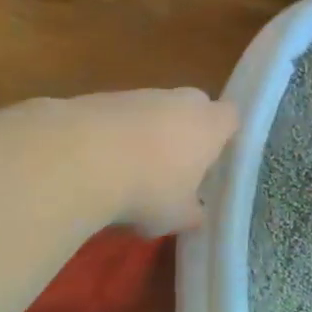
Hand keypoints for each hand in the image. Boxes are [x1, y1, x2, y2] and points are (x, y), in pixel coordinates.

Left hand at [70, 88, 240, 236]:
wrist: (80, 158)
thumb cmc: (148, 189)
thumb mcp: (177, 216)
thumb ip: (192, 213)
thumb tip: (196, 214)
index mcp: (208, 125)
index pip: (230, 117)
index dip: (225, 136)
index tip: (215, 159)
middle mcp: (178, 101)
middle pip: (192, 107)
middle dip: (186, 131)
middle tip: (176, 166)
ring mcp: (138, 95)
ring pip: (153, 110)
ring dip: (147, 133)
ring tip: (130, 172)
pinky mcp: (100, 97)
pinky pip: (118, 116)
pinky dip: (114, 135)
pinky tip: (99, 165)